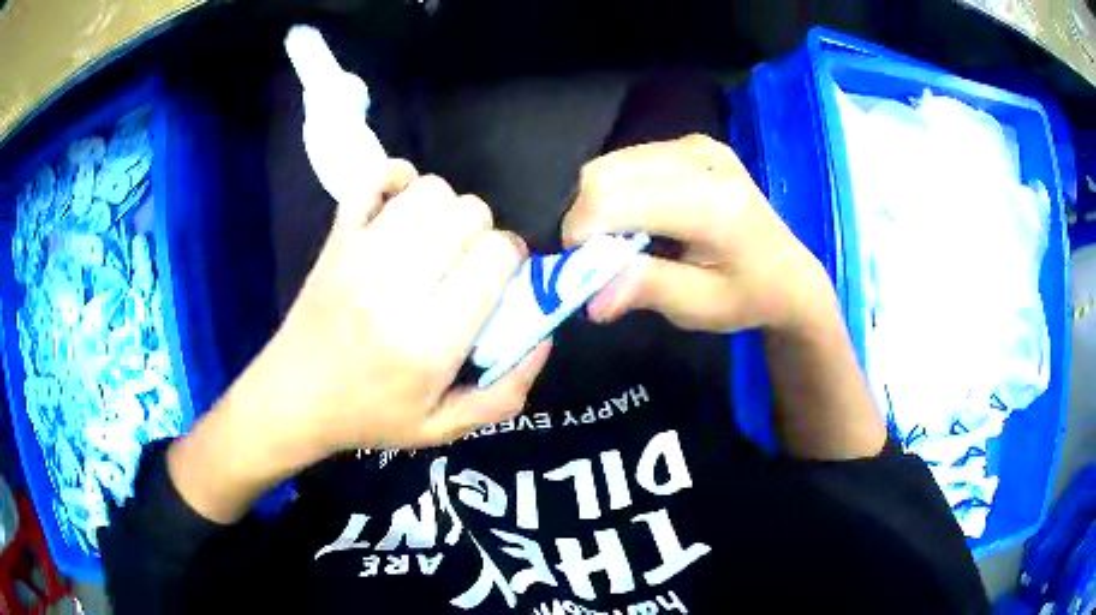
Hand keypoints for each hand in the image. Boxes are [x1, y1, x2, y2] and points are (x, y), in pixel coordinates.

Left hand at [170, 161, 550, 521]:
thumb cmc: (370, 416)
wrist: (293, 398)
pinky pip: (374, 178)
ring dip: (447, 211)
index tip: (501, 279)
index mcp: (429, 338)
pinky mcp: (338, 237)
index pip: (496, 256)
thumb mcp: (445, 428)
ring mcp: (361, 253)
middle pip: (470, 213)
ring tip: (436, 242)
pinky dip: (398, 179)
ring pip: (432, 190)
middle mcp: (396, 285)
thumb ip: (505, 392)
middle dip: (483, 234)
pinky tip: (401, 209)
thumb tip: (544, 335)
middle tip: (466, 266)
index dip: (512, 259)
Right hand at [562, 134, 833, 334]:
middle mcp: (703, 160)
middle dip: (586, 220)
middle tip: (602, 259)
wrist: (789, 273)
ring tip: (625, 241)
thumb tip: (588, 298)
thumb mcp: (700, 308)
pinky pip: (628, 160)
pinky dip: (617, 191)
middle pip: (605, 174)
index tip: (583, 271)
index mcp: (712, 204)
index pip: (616, 199)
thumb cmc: (748, 296)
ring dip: (600, 205)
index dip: (583, 234)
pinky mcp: (691, 143)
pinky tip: (642, 218)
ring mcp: (697, 145)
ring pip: (610, 163)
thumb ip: (646, 290)